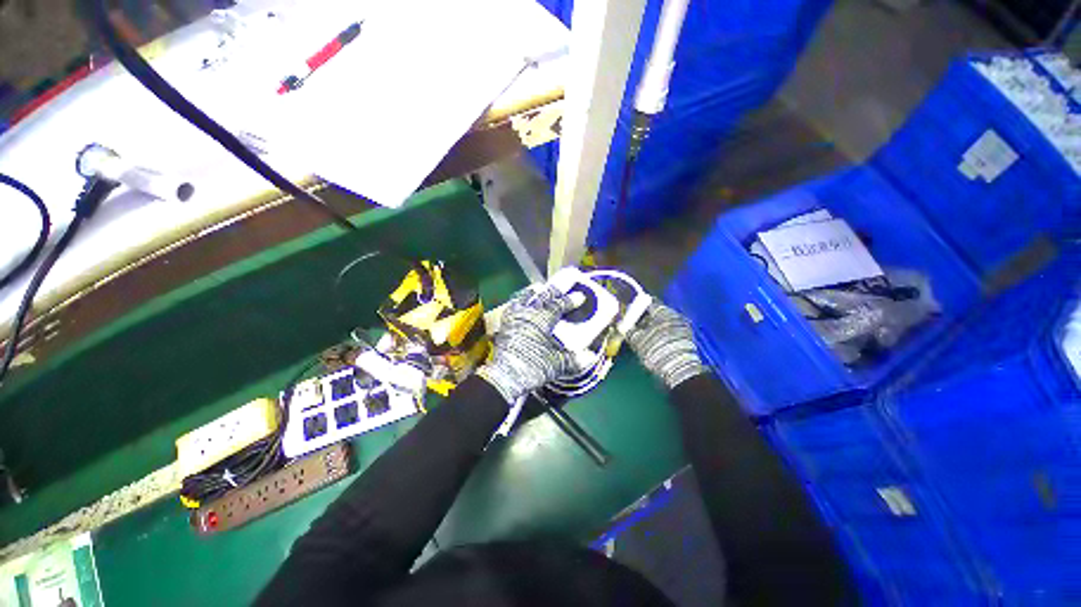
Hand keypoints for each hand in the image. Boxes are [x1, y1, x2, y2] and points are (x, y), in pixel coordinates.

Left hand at [478, 285, 580, 403]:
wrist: (507, 376)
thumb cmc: (534, 366)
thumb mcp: (557, 363)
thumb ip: (574, 359)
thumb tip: (589, 357)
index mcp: (542, 319)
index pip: (559, 304)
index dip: (570, 300)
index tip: (580, 296)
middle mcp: (528, 313)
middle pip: (542, 296)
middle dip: (554, 291)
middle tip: (562, 288)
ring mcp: (514, 317)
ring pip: (524, 298)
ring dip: (534, 293)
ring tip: (539, 290)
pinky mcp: (505, 324)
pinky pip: (513, 307)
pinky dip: (519, 302)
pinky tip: (521, 305)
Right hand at [627, 302, 706, 388]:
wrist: (678, 371)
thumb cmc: (654, 350)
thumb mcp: (636, 339)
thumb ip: (627, 328)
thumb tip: (620, 323)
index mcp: (664, 311)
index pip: (648, 303)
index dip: (636, 307)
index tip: (628, 314)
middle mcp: (676, 316)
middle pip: (657, 313)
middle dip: (645, 319)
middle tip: (633, 326)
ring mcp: (684, 328)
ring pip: (663, 323)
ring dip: (653, 328)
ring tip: (642, 337)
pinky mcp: (687, 340)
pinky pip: (669, 332)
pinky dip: (660, 335)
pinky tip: (653, 344)